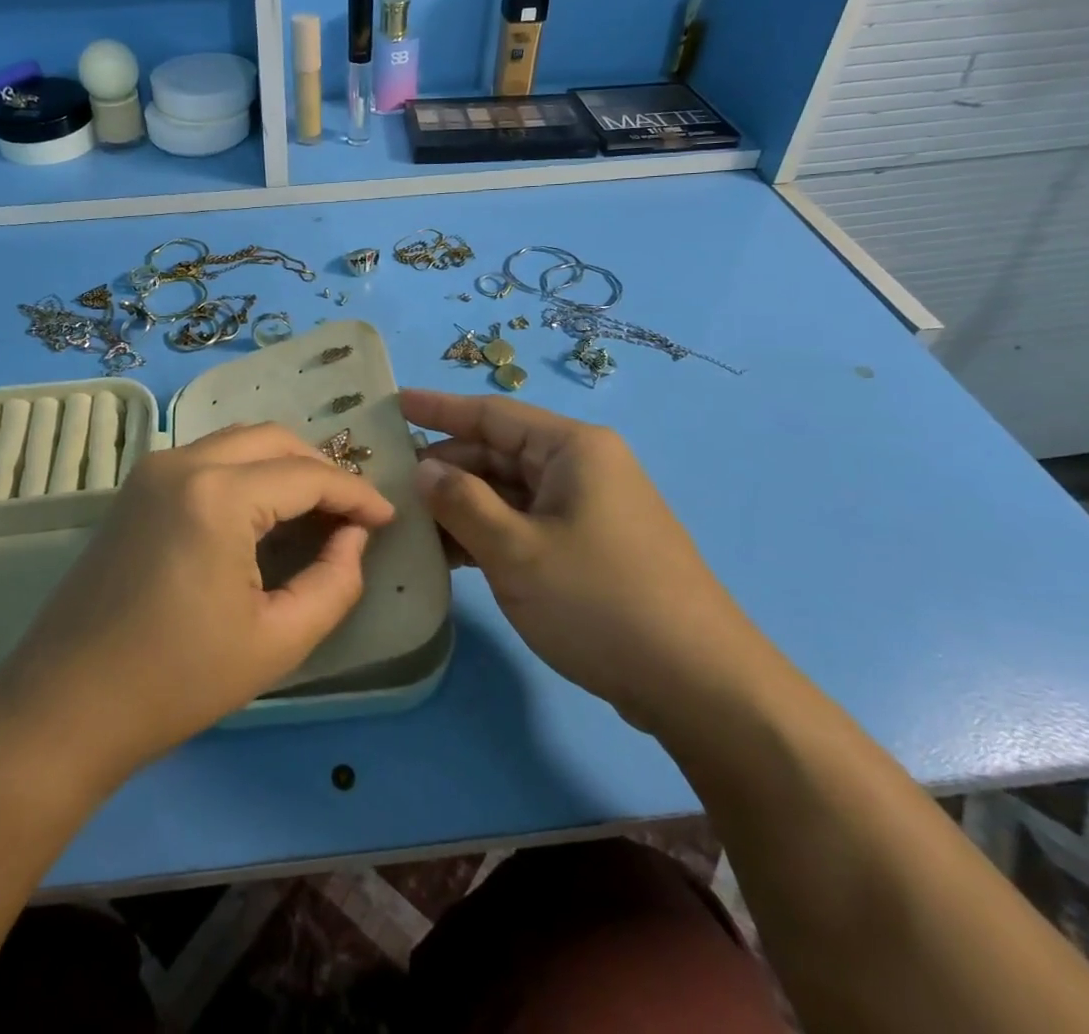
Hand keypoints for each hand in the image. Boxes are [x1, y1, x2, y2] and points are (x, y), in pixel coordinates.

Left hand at [0, 423, 394, 784]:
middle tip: (351, 513)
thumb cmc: (175, 681)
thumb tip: (353, 538)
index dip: (355, 494)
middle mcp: (183, 462)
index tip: (387, 519)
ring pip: (239, 441)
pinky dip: (248, 471)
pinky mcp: (135, 487)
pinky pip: (209, 458)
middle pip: (273, 439)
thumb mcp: (277, 641)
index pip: (307, 475)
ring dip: (284, 465)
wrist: (63, 708)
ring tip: (316, 510)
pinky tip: (264, 511)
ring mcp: (152, 470)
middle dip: (321, 468)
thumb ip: (334, 582)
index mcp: (218, 496)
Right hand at [402, 389, 768, 733]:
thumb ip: (462, 502)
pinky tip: (450, 556)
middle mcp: (581, 468)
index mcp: (572, 449)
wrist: (699, 685)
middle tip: (390, 484)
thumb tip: (424, 468)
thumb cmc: (601, 601)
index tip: (394, 403)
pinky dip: (488, 534)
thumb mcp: (517, 551)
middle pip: (498, 454)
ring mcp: (587, 510)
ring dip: (462, 507)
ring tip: (410, 524)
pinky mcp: (588, 548)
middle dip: (446, 468)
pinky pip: (525, 525)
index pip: (492, 414)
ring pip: (509, 493)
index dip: (439, 409)